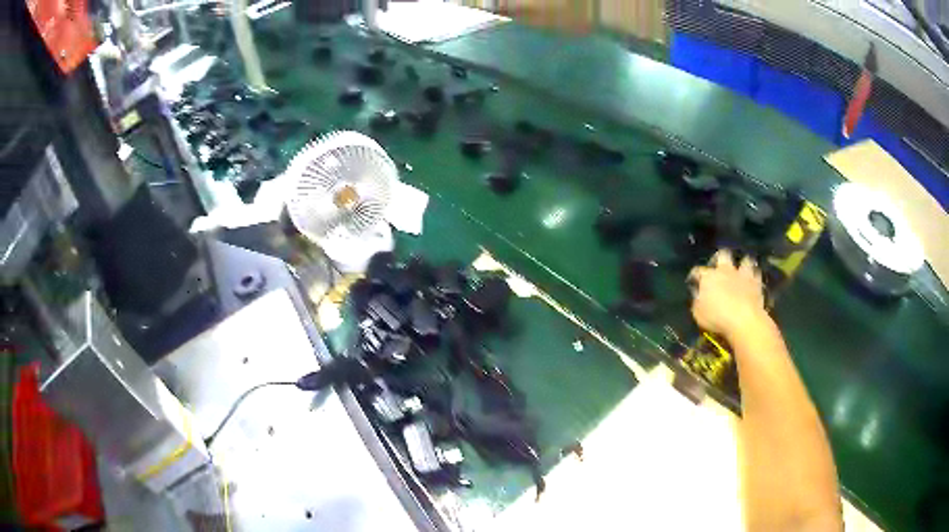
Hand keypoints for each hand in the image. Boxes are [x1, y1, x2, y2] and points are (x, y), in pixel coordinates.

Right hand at [688, 249, 767, 339]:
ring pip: (744, 260)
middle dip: (720, 258)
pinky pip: (757, 274)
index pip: (697, 271)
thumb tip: (698, 295)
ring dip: (742, 264)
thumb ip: (697, 301)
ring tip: (741, 272)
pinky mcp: (756, 283)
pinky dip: (754, 276)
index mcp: (708, 277)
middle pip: (722, 255)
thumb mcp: (698, 314)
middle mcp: (725, 270)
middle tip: (719, 268)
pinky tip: (753, 282)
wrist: (744, 320)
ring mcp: (742, 275)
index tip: (693, 281)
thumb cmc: (717, 318)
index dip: (694, 276)